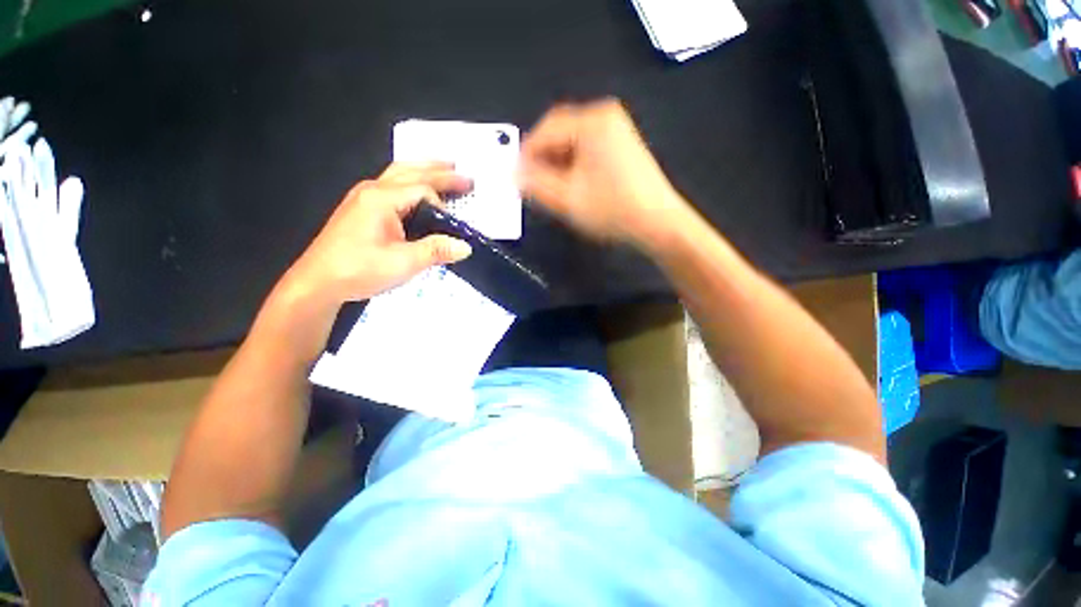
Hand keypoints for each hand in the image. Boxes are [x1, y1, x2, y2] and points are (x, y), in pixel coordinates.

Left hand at [286, 162, 472, 304]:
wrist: (318, 282)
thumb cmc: (359, 270)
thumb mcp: (403, 263)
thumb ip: (436, 251)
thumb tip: (465, 247)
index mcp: (382, 199)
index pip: (423, 190)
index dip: (443, 206)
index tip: (455, 226)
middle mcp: (373, 190)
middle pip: (412, 172)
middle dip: (441, 172)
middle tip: (466, 176)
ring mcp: (364, 196)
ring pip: (400, 173)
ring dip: (425, 169)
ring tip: (446, 168)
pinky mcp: (361, 207)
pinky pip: (392, 183)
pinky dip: (411, 178)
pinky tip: (417, 187)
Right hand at [519, 99, 693, 248]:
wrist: (657, 223)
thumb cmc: (612, 209)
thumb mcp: (567, 199)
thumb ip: (535, 184)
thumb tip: (514, 174)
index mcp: (593, 121)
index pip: (547, 128)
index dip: (526, 153)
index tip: (515, 176)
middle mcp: (605, 117)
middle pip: (560, 133)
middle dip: (543, 159)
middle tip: (531, 184)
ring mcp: (616, 130)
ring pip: (573, 143)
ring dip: (557, 164)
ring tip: (549, 188)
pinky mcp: (621, 146)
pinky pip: (587, 150)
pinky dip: (573, 166)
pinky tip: (570, 185)